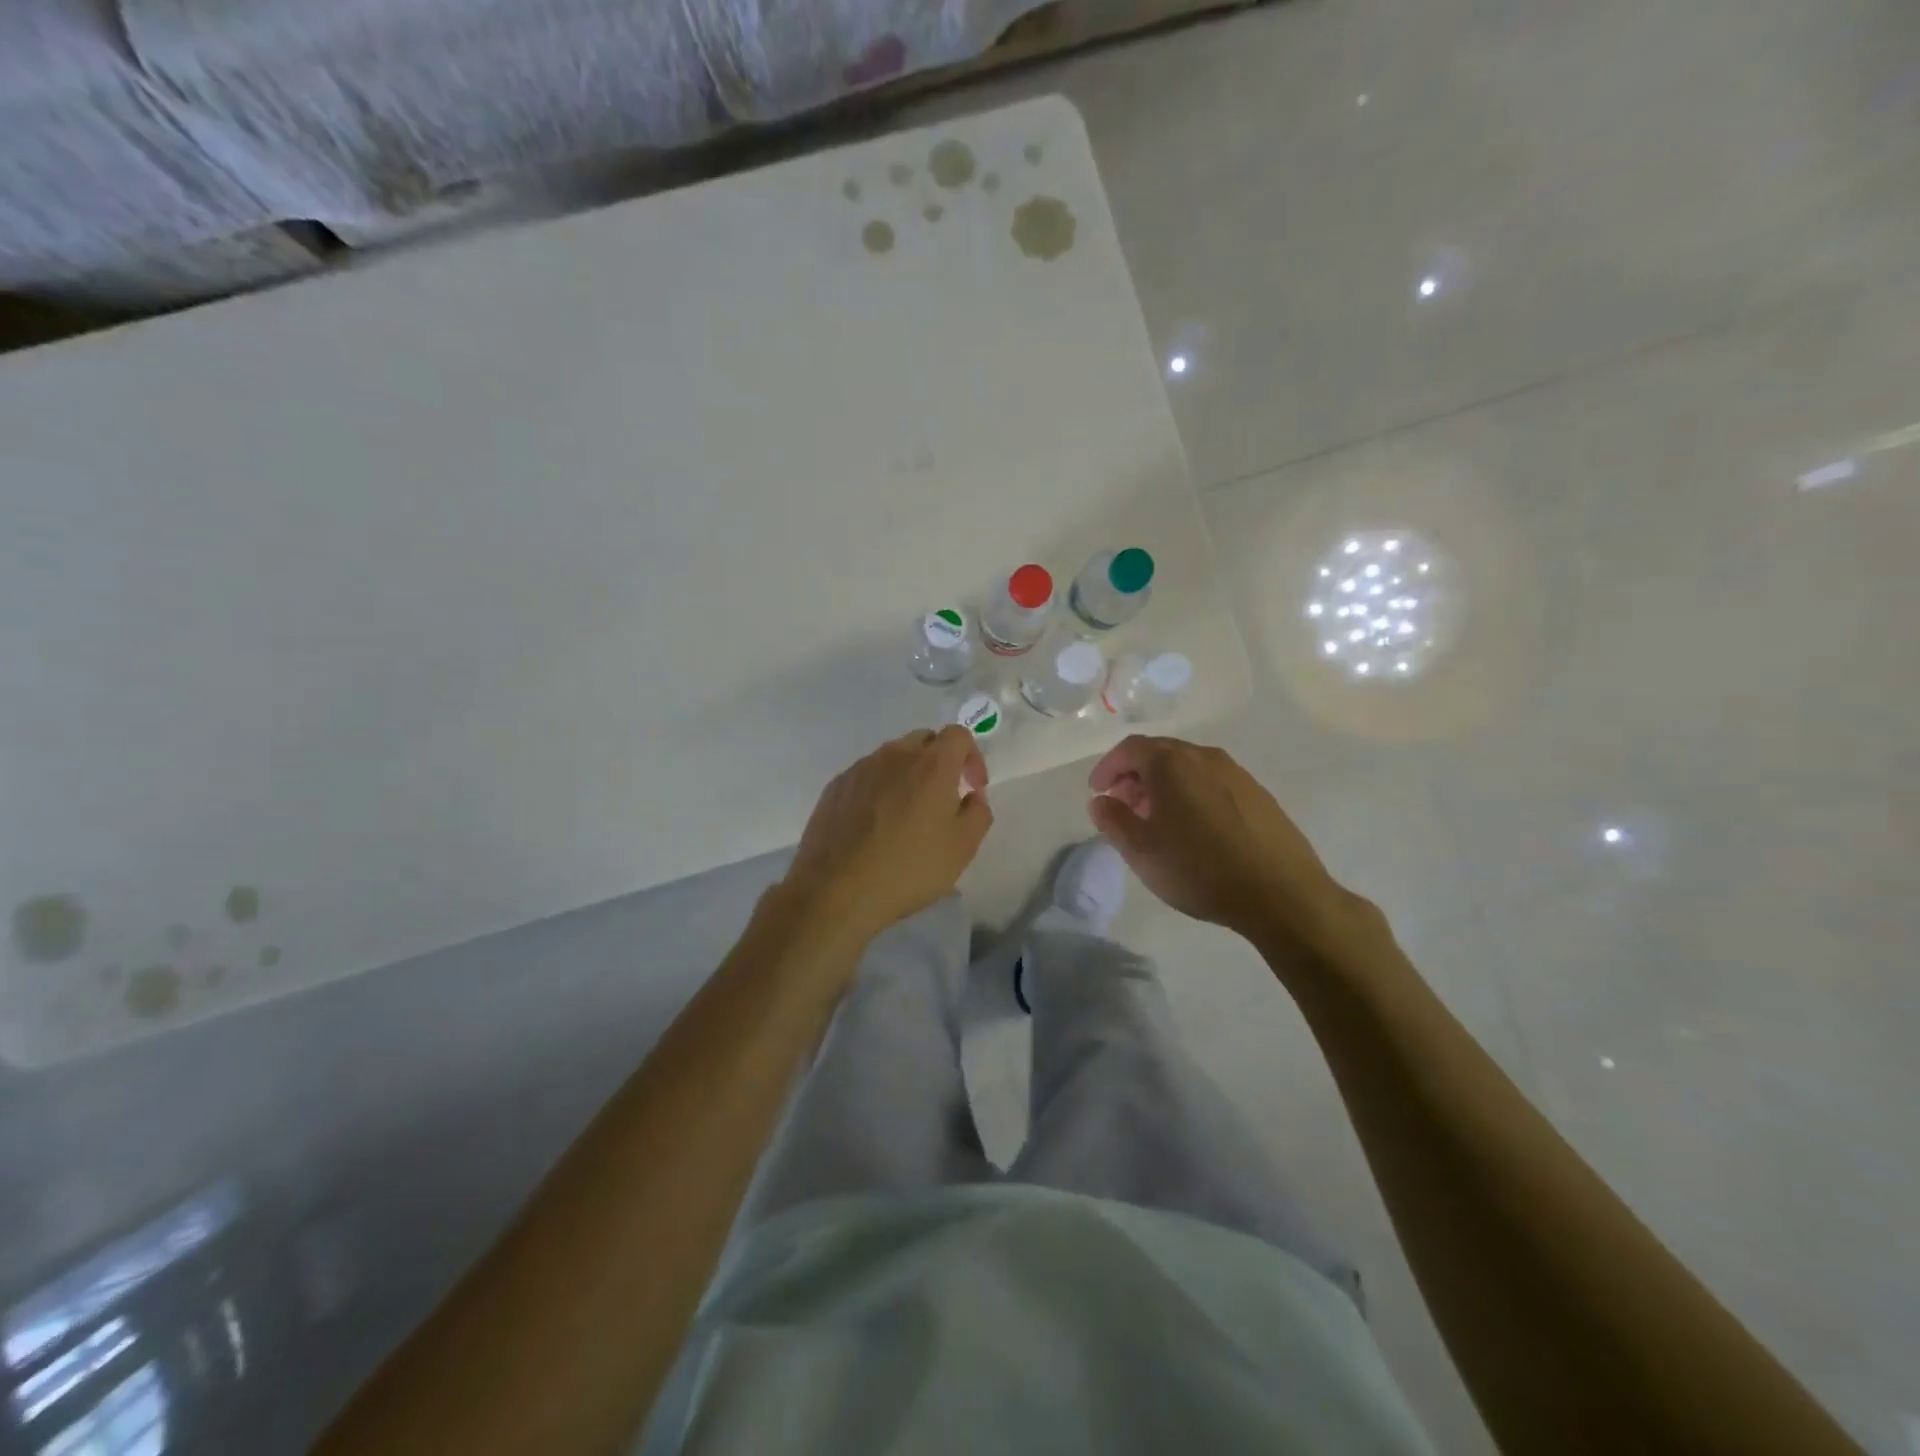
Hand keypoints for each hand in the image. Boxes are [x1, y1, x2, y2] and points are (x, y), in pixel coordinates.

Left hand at [781, 726, 991, 946]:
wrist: (836, 890)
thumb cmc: (908, 868)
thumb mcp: (962, 848)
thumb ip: (978, 813)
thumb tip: (972, 795)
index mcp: (931, 764)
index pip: (958, 735)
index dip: (972, 757)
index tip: (972, 787)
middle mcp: (895, 755)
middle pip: (924, 741)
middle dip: (940, 761)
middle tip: (943, 798)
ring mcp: (860, 769)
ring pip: (892, 758)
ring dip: (908, 775)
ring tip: (906, 815)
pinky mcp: (835, 787)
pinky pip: (866, 776)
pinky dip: (879, 789)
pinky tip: (875, 825)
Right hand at [1087, 735, 1355, 946]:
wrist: (1281, 894)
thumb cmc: (1199, 868)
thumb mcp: (1141, 850)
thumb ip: (1113, 820)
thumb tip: (1101, 801)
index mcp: (1172, 763)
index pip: (1130, 749)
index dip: (1108, 767)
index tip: (1097, 792)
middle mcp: (1205, 757)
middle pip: (1161, 754)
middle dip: (1135, 776)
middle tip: (1123, 806)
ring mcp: (1237, 774)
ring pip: (1189, 768)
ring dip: (1164, 786)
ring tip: (1157, 821)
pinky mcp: (1259, 795)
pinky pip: (1213, 783)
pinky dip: (1192, 795)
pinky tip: (1194, 830)